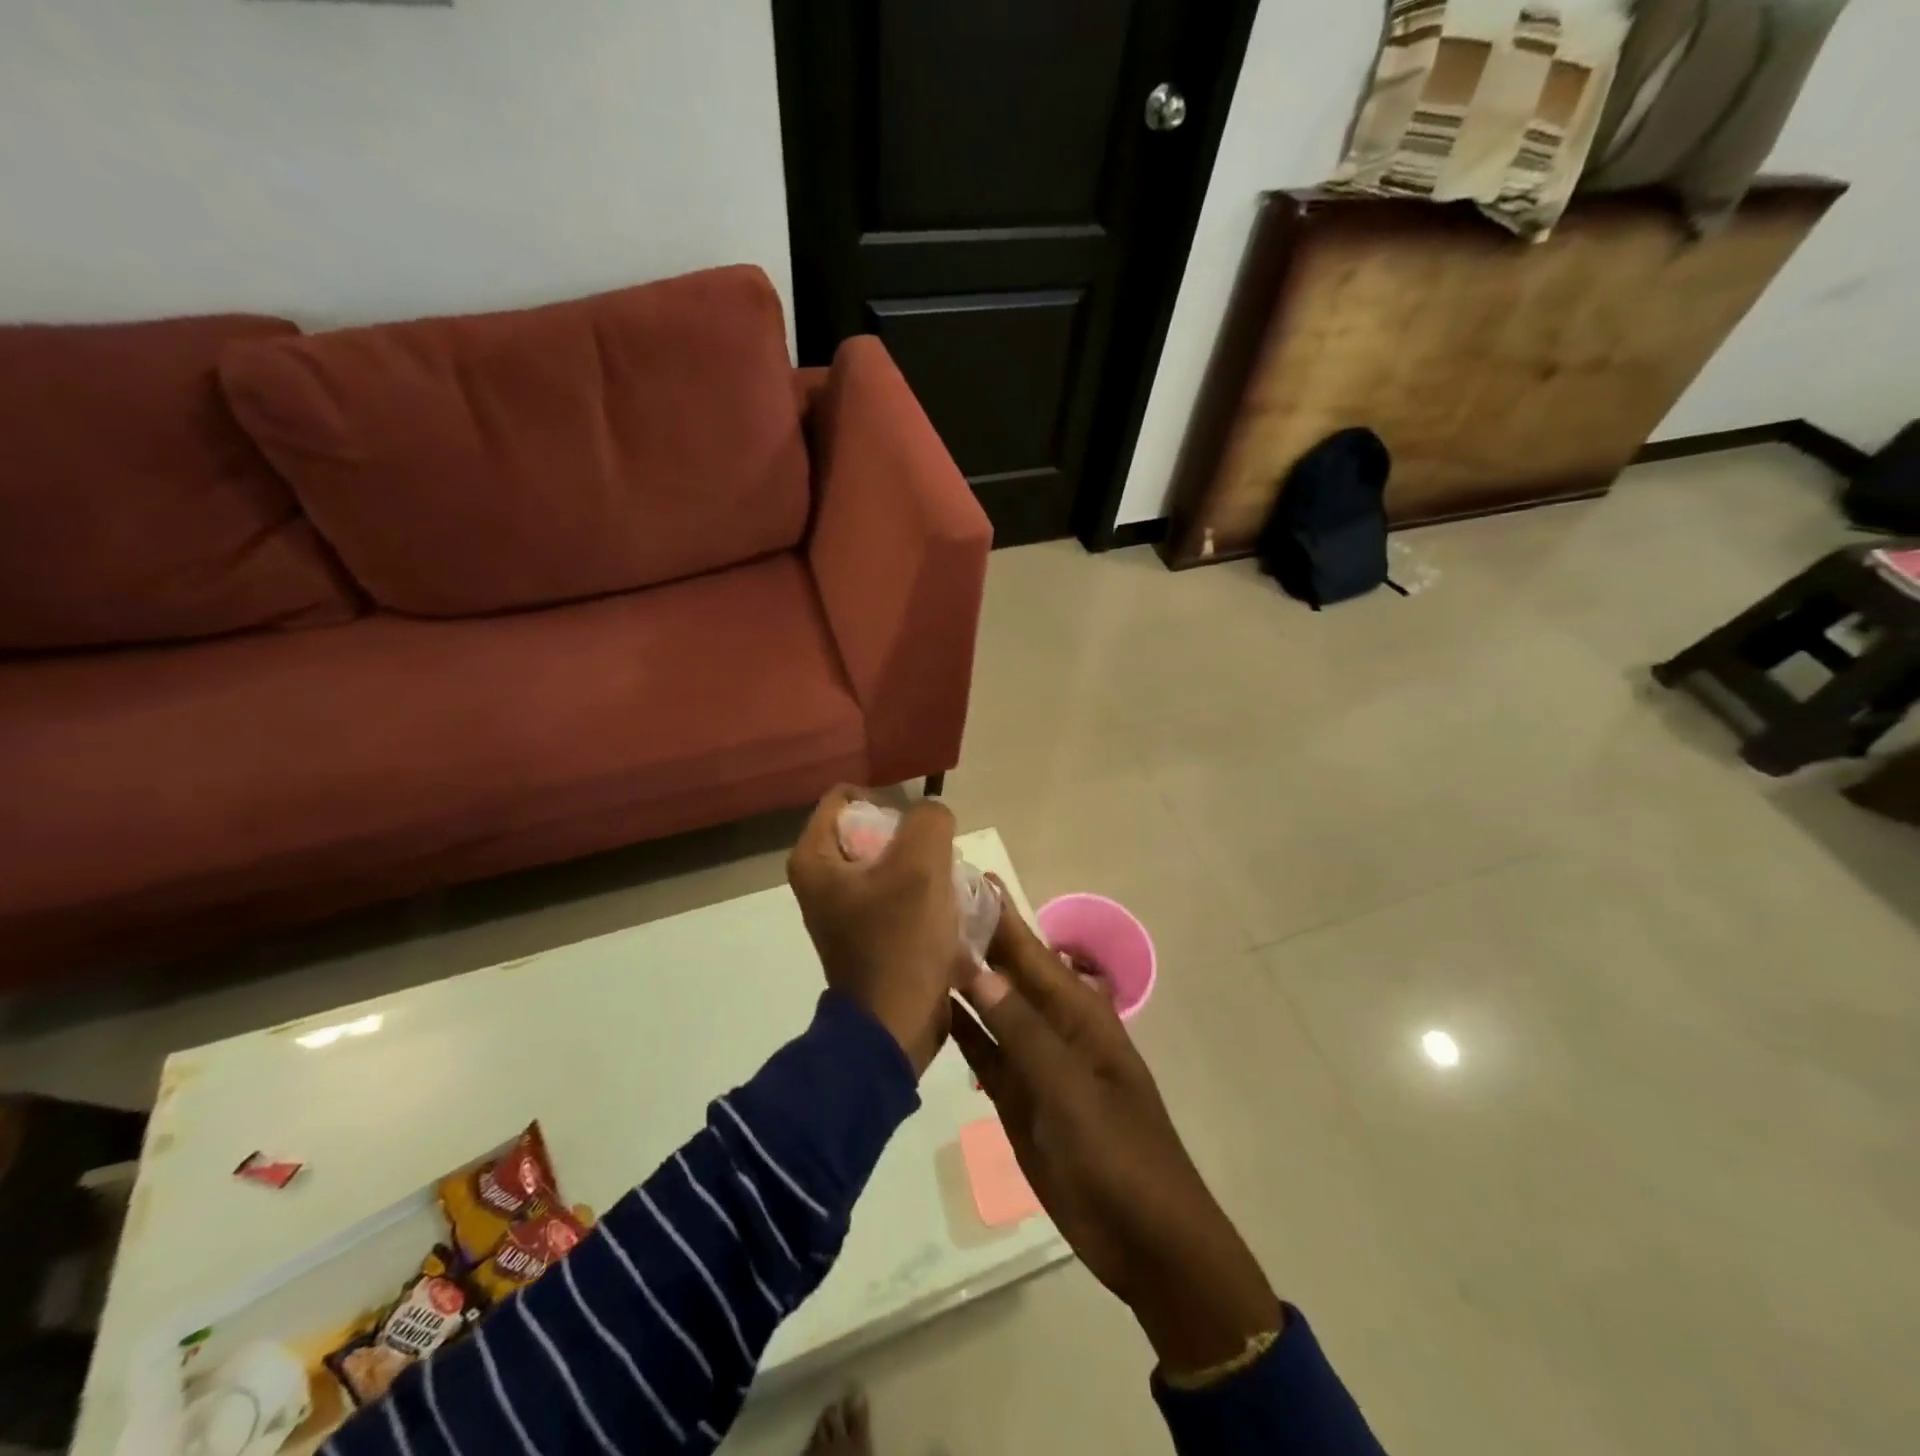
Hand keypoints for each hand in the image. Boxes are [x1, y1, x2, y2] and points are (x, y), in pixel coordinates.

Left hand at [787, 786, 968, 1077]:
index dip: (886, 802)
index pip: (846, 798)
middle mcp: (820, 881)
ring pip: (889, 864)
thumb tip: (932, 818)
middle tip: (936, 861)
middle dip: (910, 840)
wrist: (896, 1025)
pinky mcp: (866, 934)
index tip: (917, 830)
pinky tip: (945, 913)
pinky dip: (920, 897)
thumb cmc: (901, 940)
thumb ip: (929, 820)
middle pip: (870, 831)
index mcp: (814, 859)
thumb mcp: (922, 864)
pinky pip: (896, 895)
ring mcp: (843, 910)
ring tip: (946, 889)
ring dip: (922, 870)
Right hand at [950, 888, 1280, 1377]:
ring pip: (989, 1009)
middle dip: (971, 939)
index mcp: (1077, 1012)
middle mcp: (1051, 1025)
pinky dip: (959, 1030)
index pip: (1029, 950)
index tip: (958, 873)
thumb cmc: (1119, 1155)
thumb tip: (975, 969)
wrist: (1144, 1239)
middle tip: (920, 902)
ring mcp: (1032, 1061)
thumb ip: (1022, 1031)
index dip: (997, 913)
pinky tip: (927, 1008)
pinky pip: (982, 1052)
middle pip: (1006, 973)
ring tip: (913, 945)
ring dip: (959, 981)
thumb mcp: (1071, 1090)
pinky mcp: (1016, 1095)